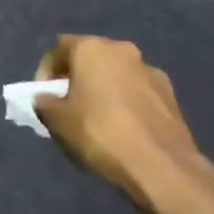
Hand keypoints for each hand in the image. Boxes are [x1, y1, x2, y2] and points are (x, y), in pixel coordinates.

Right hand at [35, 36, 213, 209]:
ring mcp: (149, 70)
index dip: (46, 71)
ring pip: (116, 74)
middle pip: (90, 58)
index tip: (43, 96)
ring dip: (104, 90)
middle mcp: (122, 49)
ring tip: (97, 120)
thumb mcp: (57, 121)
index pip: (58, 48)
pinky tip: (124, 130)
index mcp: (91, 48)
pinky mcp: (170, 94)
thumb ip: (44, 104)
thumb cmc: (100, 133)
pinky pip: (138, 92)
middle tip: (68, 106)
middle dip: (77, 78)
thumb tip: (45, 99)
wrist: (161, 165)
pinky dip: (127, 103)